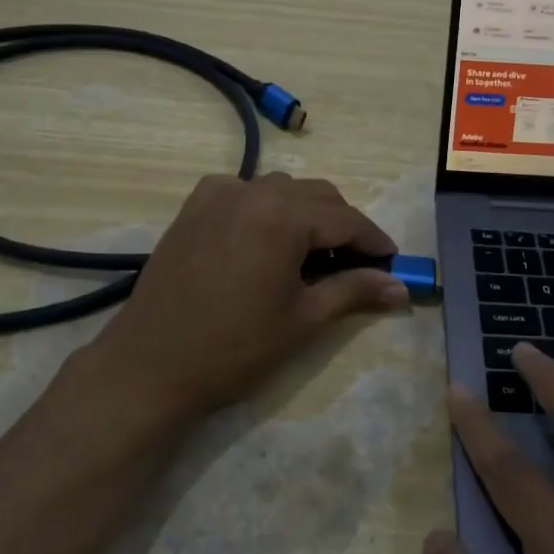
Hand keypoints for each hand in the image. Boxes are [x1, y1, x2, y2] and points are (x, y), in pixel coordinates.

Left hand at [83, 172, 408, 422]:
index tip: (394, 261)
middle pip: (316, 195)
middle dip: (342, 225)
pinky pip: (243, 192)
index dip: (374, 240)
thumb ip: (354, 291)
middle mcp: (252, 191)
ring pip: (280, 189)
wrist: (152, 364)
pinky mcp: (193, 207)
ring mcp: (217, 195)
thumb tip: (401, 288)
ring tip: (311, 255)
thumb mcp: (304, 319)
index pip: (346, 219)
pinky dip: (265, 207)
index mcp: (283, 215)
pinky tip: (264, 238)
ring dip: (305, 213)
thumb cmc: (235, 347)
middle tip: (356, 264)